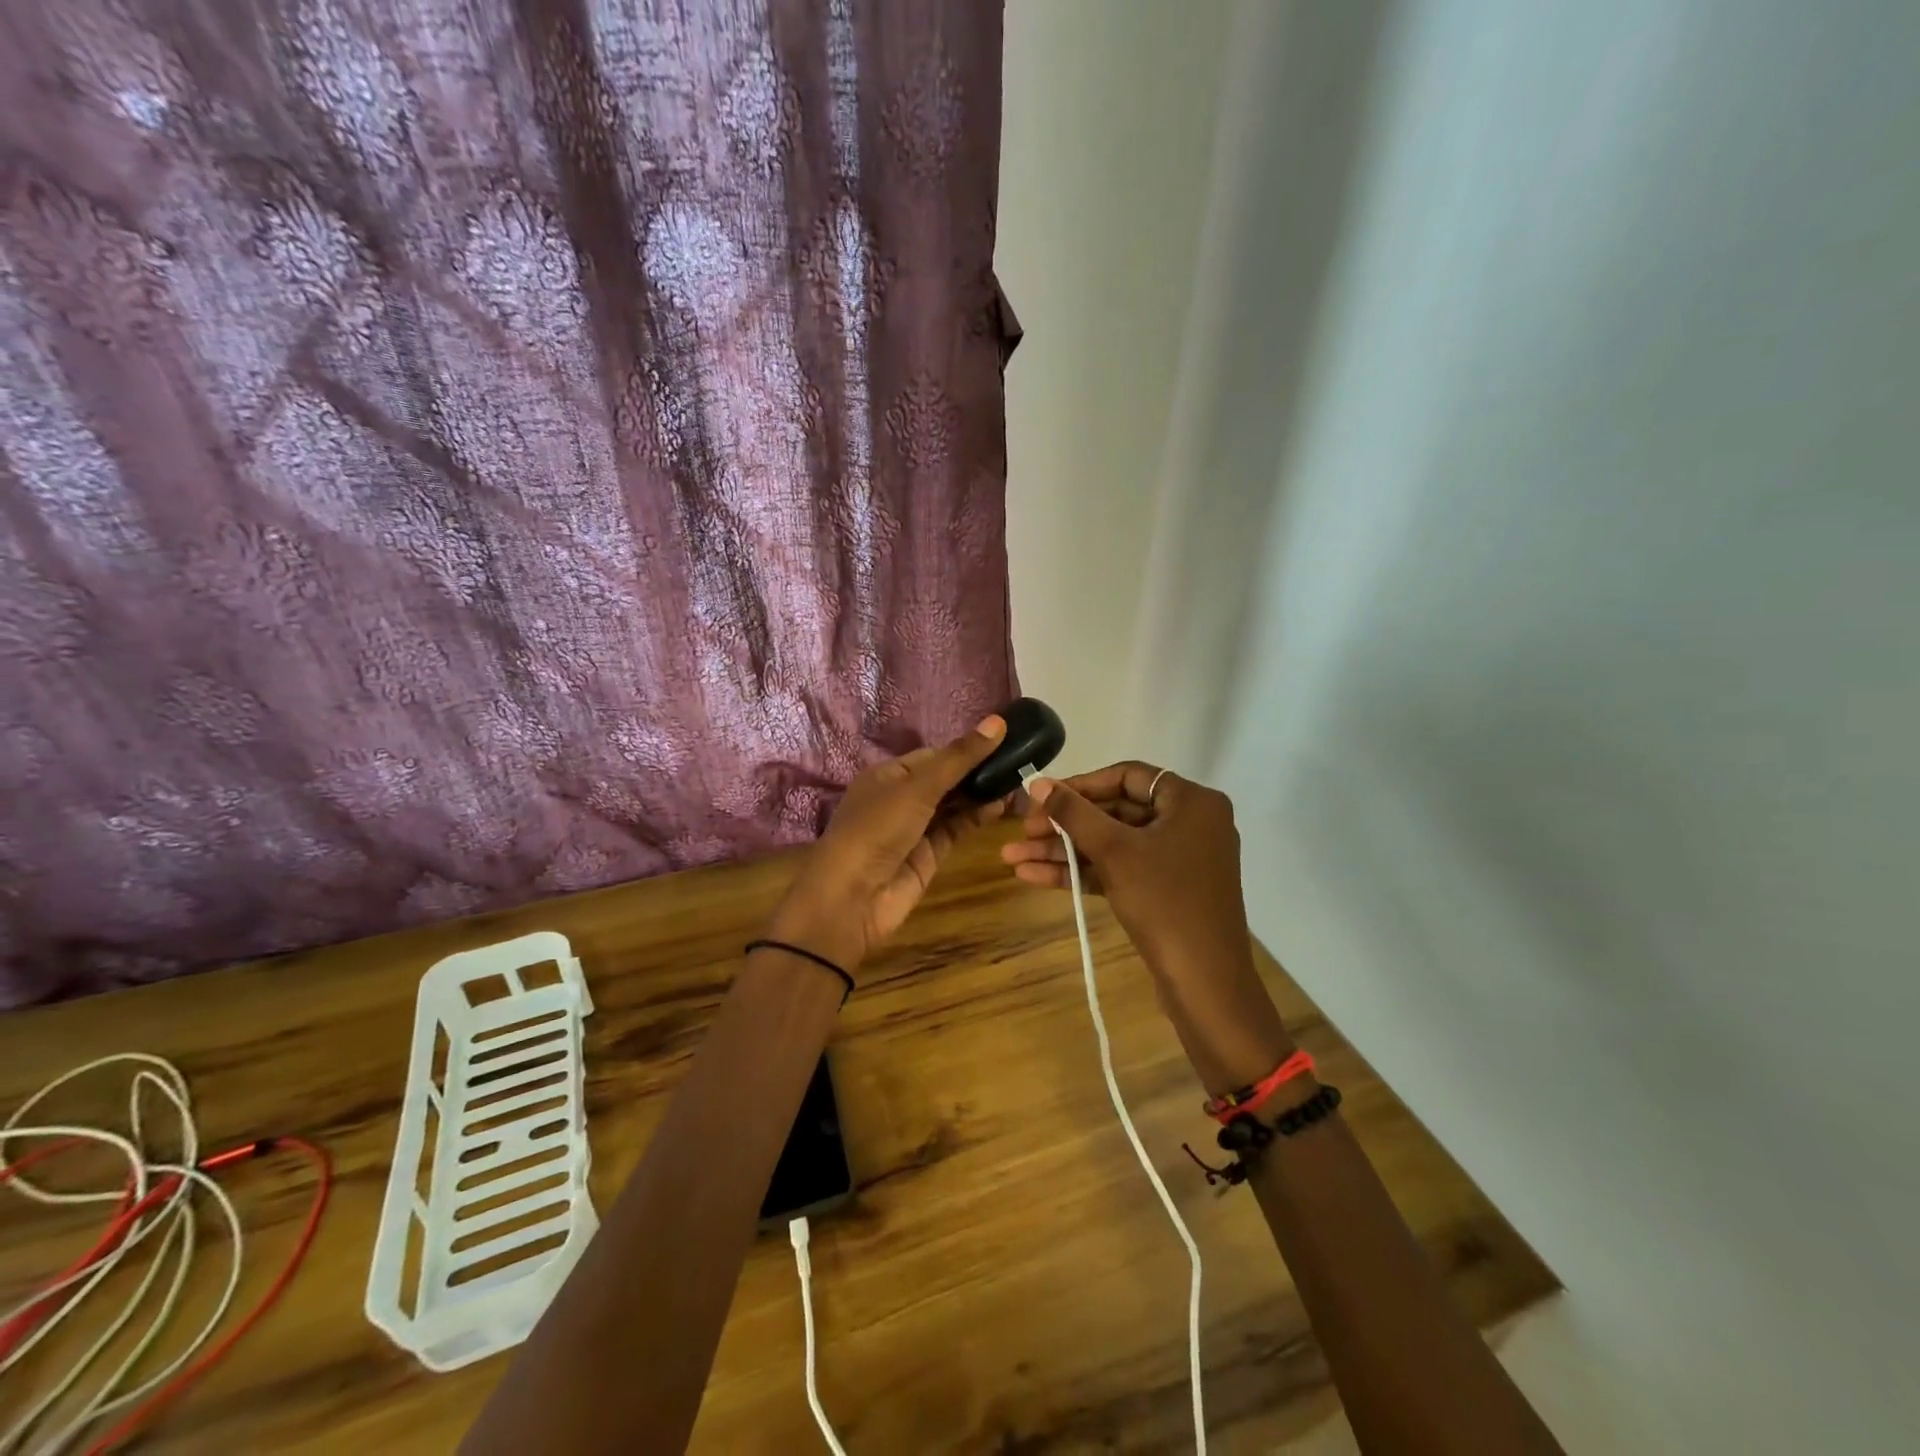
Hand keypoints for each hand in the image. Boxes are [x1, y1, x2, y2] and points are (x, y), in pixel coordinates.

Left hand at [764, 716, 1009, 978]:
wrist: (853, 897)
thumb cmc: (877, 829)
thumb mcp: (917, 787)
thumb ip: (959, 758)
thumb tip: (998, 721)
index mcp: (887, 775)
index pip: (932, 755)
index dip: (964, 749)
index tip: (1002, 742)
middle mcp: (900, 798)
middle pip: (945, 779)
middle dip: (977, 772)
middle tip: (1018, 763)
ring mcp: (915, 828)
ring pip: (953, 805)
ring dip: (980, 795)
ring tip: (1017, 782)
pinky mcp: (929, 855)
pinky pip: (956, 829)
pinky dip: (977, 818)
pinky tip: (1001, 806)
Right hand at [1002, 762, 1294, 1092]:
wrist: (1204, 983)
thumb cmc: (1164, 902)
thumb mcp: (1114, 851)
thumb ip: (1073, 813)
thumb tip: (1037, 783)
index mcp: (1192, 802)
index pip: (1128, 776)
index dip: (1080, 785)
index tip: (1043, 798)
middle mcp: (1189, 823)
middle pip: (1116, 811)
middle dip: (1064, 825)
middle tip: (1023, 832)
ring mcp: (1178, 860)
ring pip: (1113, 844)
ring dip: (1064, 851)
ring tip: (1013, 858)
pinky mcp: (1165, 891)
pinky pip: (1120, 870)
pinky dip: (1083, 873)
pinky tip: (1034, 877)